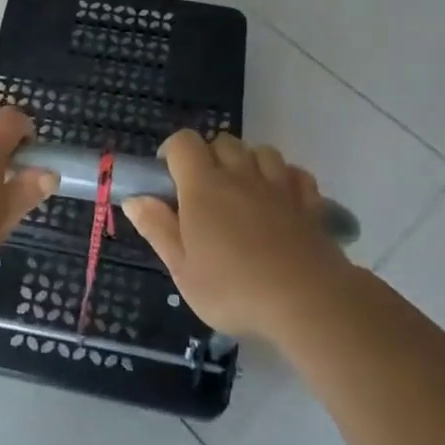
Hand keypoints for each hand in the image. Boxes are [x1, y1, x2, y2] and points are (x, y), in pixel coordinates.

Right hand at [123, 131, 348, 343]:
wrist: (308, 302)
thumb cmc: (234, 289)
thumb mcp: (182, 269)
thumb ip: (157, 228)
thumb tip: (135, 198)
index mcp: (203, 186)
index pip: (184, 142)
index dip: (172, 151)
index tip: (168, 179)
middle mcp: (240, 175)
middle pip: (222, 141)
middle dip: (209, 157)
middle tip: (204, 193)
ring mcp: (279, 185)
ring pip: (261, 151)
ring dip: (248, 163)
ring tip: (243, 193)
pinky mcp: (309, 202)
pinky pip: (294, 173)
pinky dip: (284, 179)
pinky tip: (279, 201)